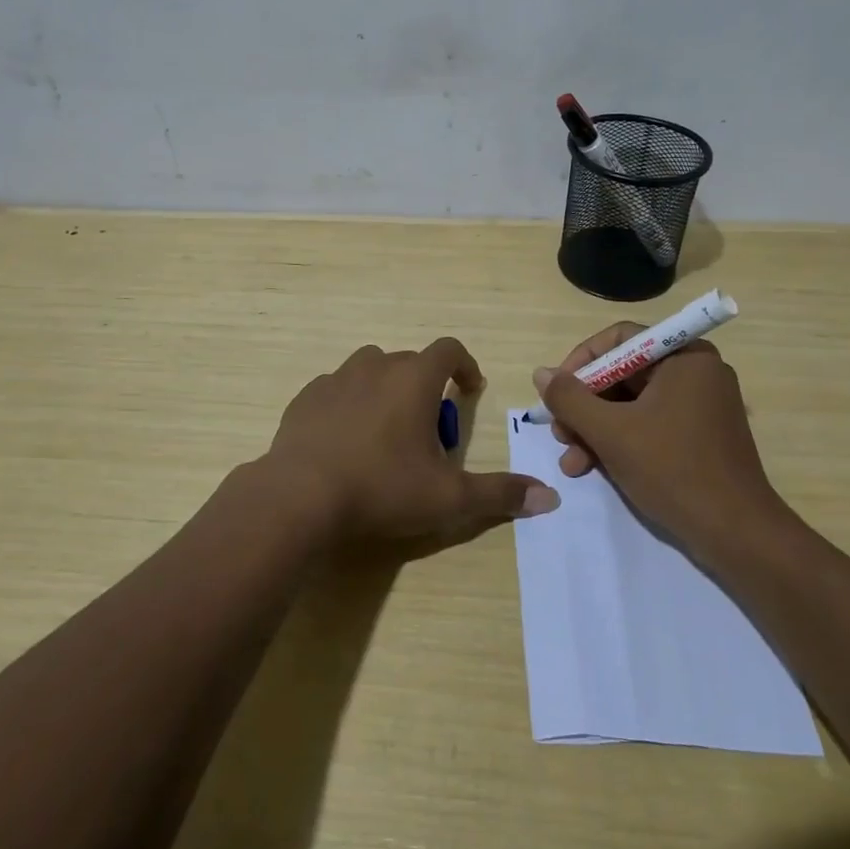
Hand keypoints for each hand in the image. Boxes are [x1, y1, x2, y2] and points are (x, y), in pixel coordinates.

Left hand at [260, 338, 558, 543]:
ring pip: (371, 370)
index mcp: (414, 379)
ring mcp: (336, 379)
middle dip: (426, 387)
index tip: (470, 390)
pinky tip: (345, 440)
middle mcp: (376, 366)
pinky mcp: (306, 397)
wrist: (299, 496)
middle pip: (410, 362)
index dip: (465, 366)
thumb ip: (499, 494)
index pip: (449, 350)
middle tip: (429, 432)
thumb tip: (550, 498)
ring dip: (386, 389)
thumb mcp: (448, 498)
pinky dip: (349, 404)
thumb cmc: (381, 488)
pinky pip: (337, 390)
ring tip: (386, 431)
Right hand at [533, 323, 785, 548]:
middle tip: (559, 432)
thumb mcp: (611, 432)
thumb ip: (570, 399)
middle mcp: (695, 372)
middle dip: (585, 405)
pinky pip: (648, 424)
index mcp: (685, 357)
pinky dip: (619, 441)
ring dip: (595, 429)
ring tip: (571, 461)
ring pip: (631, 404)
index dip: (581, 362)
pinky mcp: (699, 436)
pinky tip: (591, 467)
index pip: (620, 339)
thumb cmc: (673, 470)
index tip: (557, 391)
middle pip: (623, 374)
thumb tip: (541, 373)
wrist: (737, 535)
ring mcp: (700, 406)